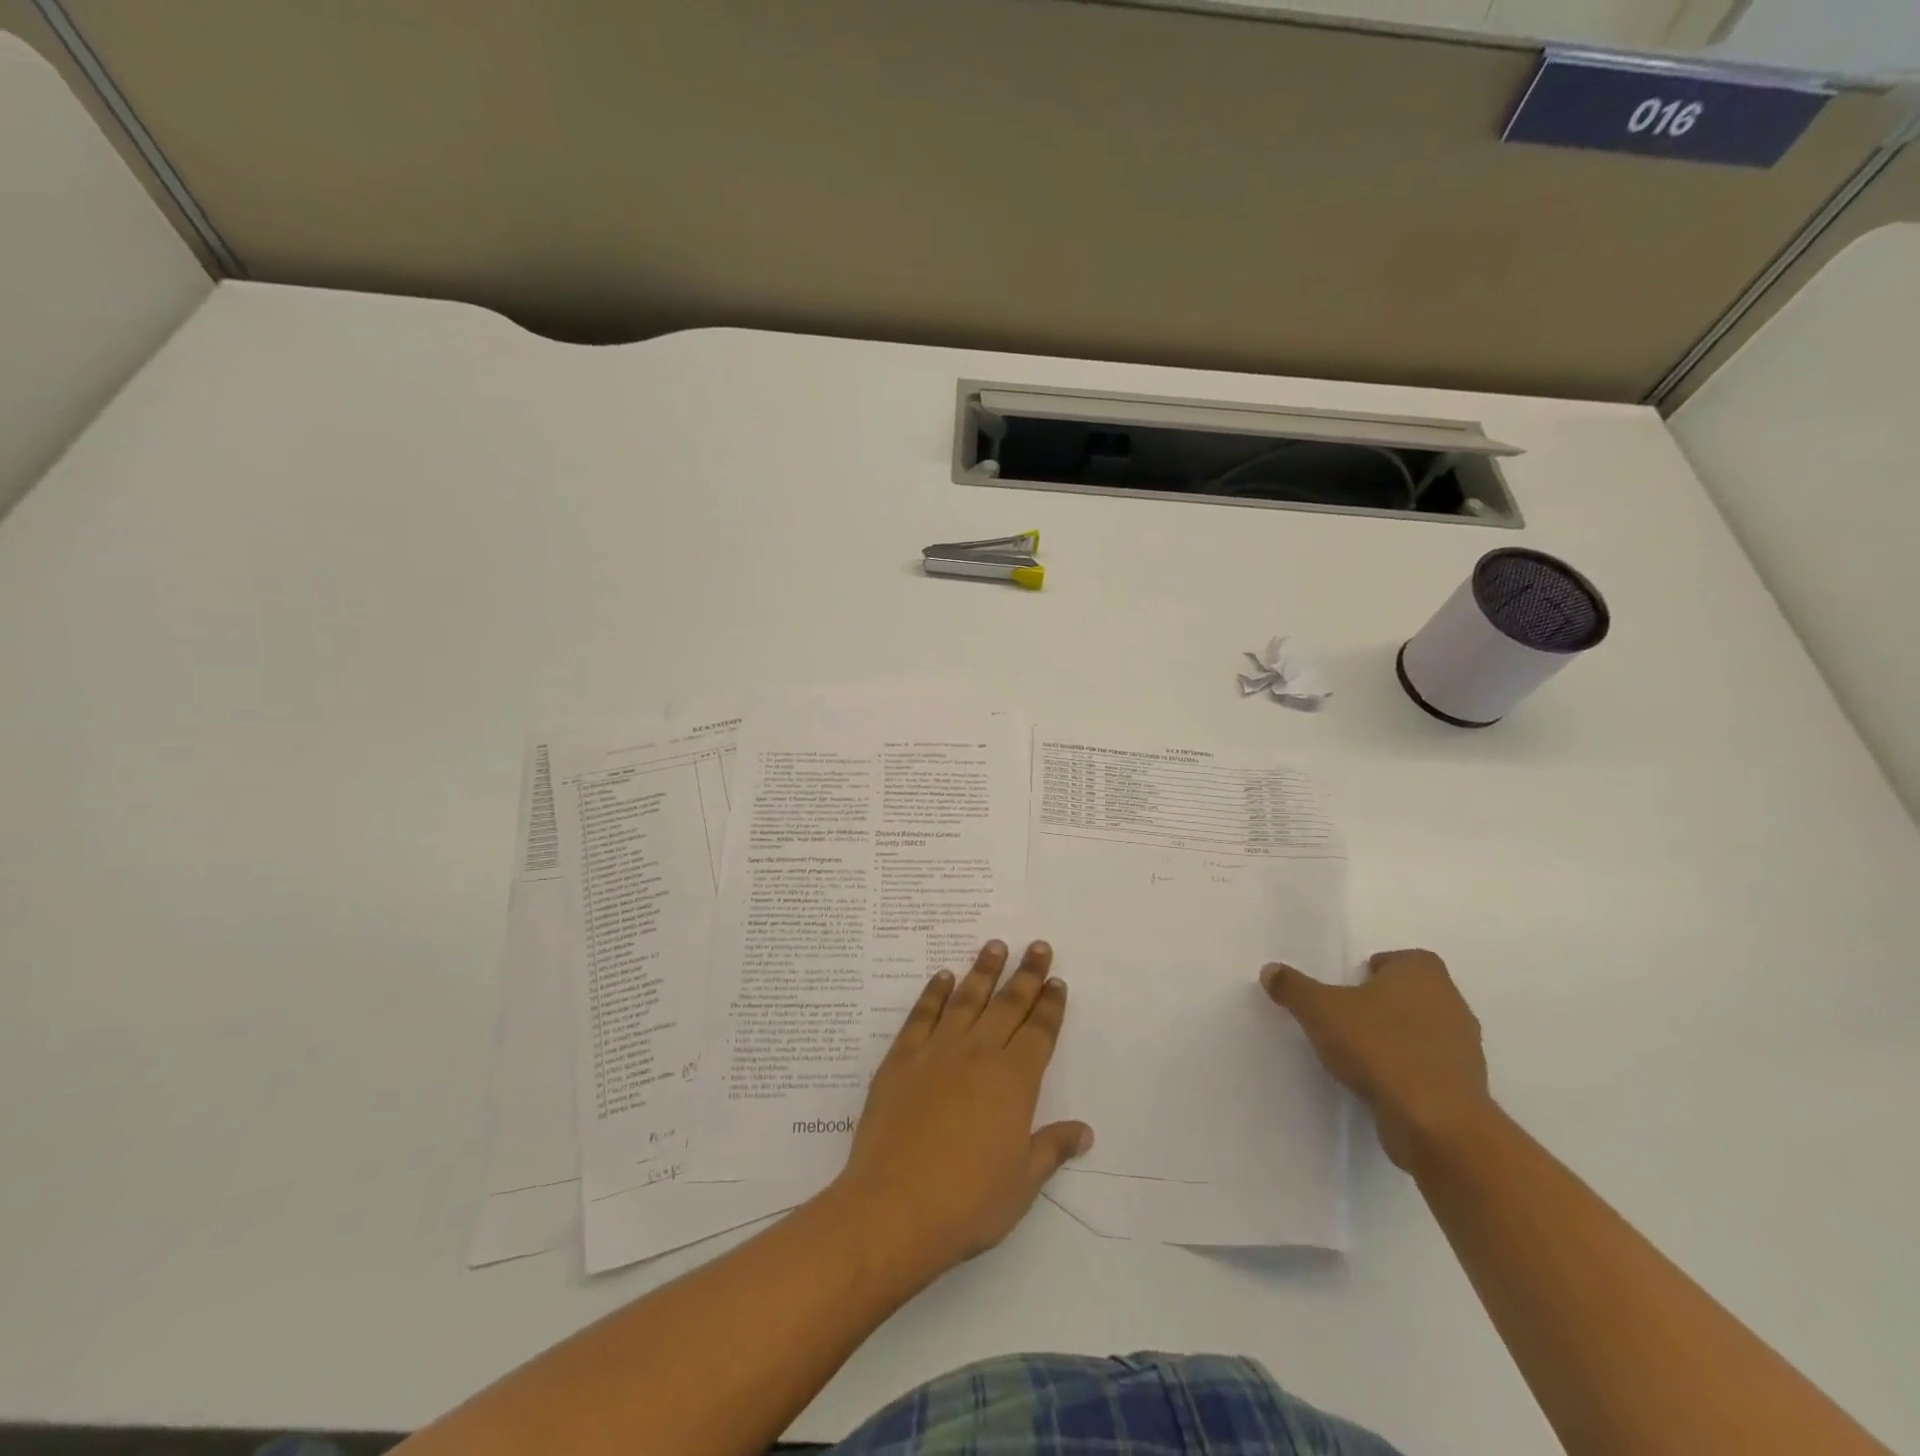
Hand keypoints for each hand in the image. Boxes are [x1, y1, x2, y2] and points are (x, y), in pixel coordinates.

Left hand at [829, 940, 1092, 1281]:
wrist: (894, 1207)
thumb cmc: (967, 1202)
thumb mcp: (1021, 1183)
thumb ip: (1051, 1148)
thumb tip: (1084, 1131)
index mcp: (1014, 1082)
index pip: (1039, 1032)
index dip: (1050, 1005)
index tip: (1056, 981)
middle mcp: (979, 1054)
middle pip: (1008, 1004)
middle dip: (1026, 974)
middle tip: (1036, 945)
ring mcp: (937, 1051)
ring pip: (967, 999)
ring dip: (983, 971)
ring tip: (994, 945)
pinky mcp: (902, 1058)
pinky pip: (922, 1015)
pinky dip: (934, 993)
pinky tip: (943, 977)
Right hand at [1261, 948, 1492, 1171]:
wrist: (1435, 1122)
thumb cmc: (1379, 1047)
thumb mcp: (1319, 1010)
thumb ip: (1293, 987)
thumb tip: (1271, 970)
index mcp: (1423, 974)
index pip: (1402, 959)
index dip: (1376, 969)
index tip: (1349, 987)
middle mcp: (1451, 1002)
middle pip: (1412, 994)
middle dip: (1383, 1003)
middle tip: (1347, 1017)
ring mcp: (1465, 1047)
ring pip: (1423, 1031)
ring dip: (1396, 1038)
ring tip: (1360, 1053)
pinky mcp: (1465, 1087)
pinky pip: (1430, 1067)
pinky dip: (1408, 1070)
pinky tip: (1379, 1083)